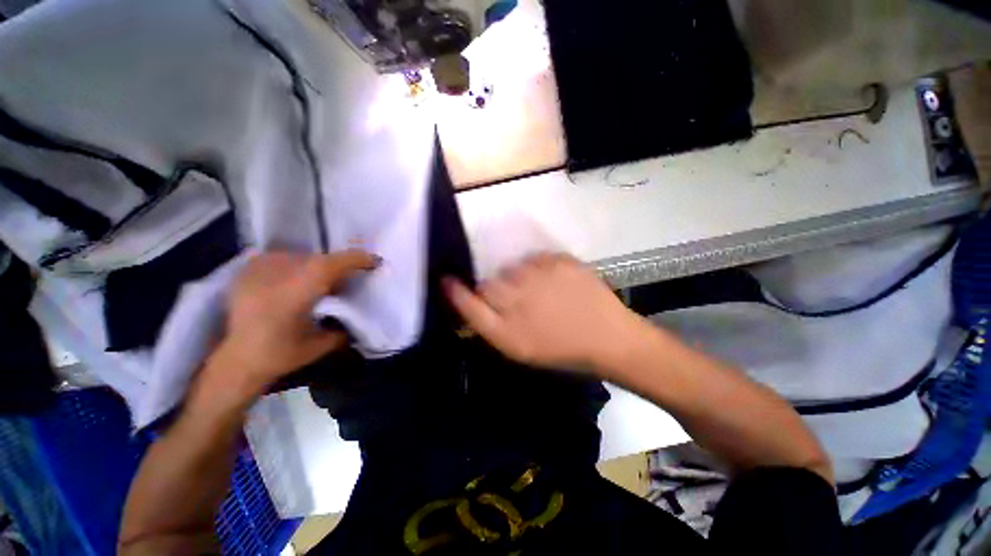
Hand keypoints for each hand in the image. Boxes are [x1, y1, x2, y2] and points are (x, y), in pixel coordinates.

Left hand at [206, 250, 378, 394]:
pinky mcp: (246, 271)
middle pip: (318, 258)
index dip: (356, 259)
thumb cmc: (280, 356)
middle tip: (350, 277)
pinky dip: (296, 265)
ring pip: (300, 256)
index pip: (331, 264)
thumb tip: (360, 311)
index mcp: (295, 293)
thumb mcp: (322, 343)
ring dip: (317, 266)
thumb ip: (345, 323)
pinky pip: (281, 258)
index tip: (374, 262)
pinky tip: (298, 280)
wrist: (235, 361)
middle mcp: (274, 275)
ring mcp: (257, 270)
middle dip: (339, 265)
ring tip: (322, 281)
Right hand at [444, 253, 646, 374]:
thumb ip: (491, 325)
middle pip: (490, 282)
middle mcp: (519, 298)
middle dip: (495, 289)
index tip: (447, 280)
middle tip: (517, 300)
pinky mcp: (559, 261)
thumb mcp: (520, 349)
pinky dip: (539, 268)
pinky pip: (536, 259)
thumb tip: (471, 299)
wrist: (609, 337)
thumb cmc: (562, 349)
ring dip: (518, 277)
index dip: (455, 291)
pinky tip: (553, 282)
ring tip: (538, 291)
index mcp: (508, 329)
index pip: (469, 303)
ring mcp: (540, 275)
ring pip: (513, 268)